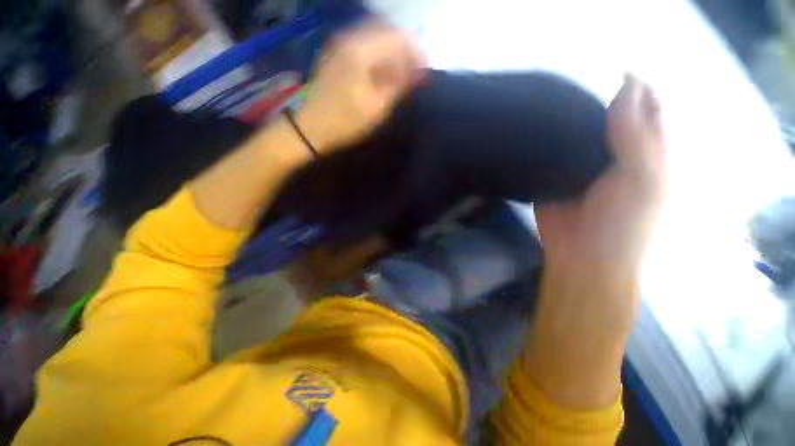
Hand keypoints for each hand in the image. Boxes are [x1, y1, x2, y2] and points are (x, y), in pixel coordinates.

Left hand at [296, 21, 425, 151]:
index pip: (397, 38)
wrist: (311, 127)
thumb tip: (419, 71)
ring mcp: (341, 43)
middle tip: (415, 73)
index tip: (425, 70)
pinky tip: (384, 72)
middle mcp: (350, 38)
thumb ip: (399, 85)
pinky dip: (379, 55)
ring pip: (376, 38)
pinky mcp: (337, 53)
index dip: (416, 51)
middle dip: (405, 50)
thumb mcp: (377, 107)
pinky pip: (365, 45)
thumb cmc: (345, 122)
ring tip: (402, 74)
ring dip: (393, 53)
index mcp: (361, 51)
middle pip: (387, 33)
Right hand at [535, 74, 666, 288]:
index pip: (646, 108)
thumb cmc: (623, 222)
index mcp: (645, 150)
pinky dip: (544, 141)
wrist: (583, 255)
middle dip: (595, 98)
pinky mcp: (554, 175)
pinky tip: (533, 130)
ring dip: (565, 119)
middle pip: (608, 115)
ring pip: (575, 133)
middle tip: (574, 83)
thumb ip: (636, 135)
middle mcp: (614, 152)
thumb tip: (627, 84)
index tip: (613, 70)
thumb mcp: (642, 177)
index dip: (637, 87)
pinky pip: (550, 153)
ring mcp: (581, 164)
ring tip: (548, 101)